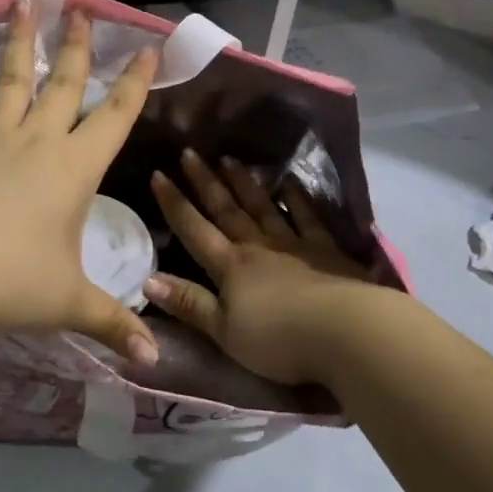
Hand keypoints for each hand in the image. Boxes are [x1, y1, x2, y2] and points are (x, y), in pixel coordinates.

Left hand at [0, 0, 160, 362]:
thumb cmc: (8, 285)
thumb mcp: (68, 304)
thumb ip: (113, 324)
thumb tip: (154, 361)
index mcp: (73, 170)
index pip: (114, 116)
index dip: (134, 83)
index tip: (146, 48)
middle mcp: (37, 143)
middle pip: (63, 84)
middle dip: (77, 46)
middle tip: (81, 7)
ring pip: (13, 79)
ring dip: (22, 41)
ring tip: (25, 1)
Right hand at [146, 151, 378, 385]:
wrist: (345, 331)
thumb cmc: (279, 339)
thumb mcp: (224, 331)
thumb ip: (189, 303)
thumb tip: (147, 279)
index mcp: (230, 267)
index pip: (194, 230)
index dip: (174, 204)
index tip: (158, 174)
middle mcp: (257, 246)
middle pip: (226, 210)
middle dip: (205, 182)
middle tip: (190, 152)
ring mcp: (294, 243)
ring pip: (263, 206)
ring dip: (244, 183)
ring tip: (230, 159)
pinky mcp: (327, 249)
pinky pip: (307, 216)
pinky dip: (297, 197)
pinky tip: (291, 180)